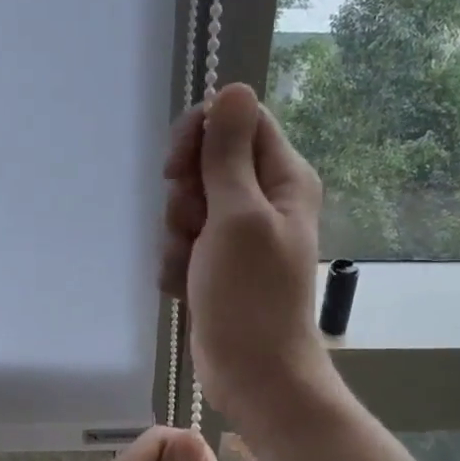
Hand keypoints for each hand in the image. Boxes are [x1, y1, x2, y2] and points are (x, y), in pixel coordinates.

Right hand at [160, 83, 335, 427]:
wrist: (252, 373)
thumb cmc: (250, 295)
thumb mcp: (236, 215)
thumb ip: (230, 153)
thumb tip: (234, 87)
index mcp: (283, 178)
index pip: (238, 120)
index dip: (202, 133)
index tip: (177, 166)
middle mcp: (262, 199)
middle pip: (207, 161)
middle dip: (185, 194)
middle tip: (191, 223)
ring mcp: (237, 234)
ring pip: (187, 205)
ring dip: (177, 235)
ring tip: (192, 267)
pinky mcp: (216, 264)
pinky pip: (182, 243)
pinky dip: (177, 263)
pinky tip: (185, 288)